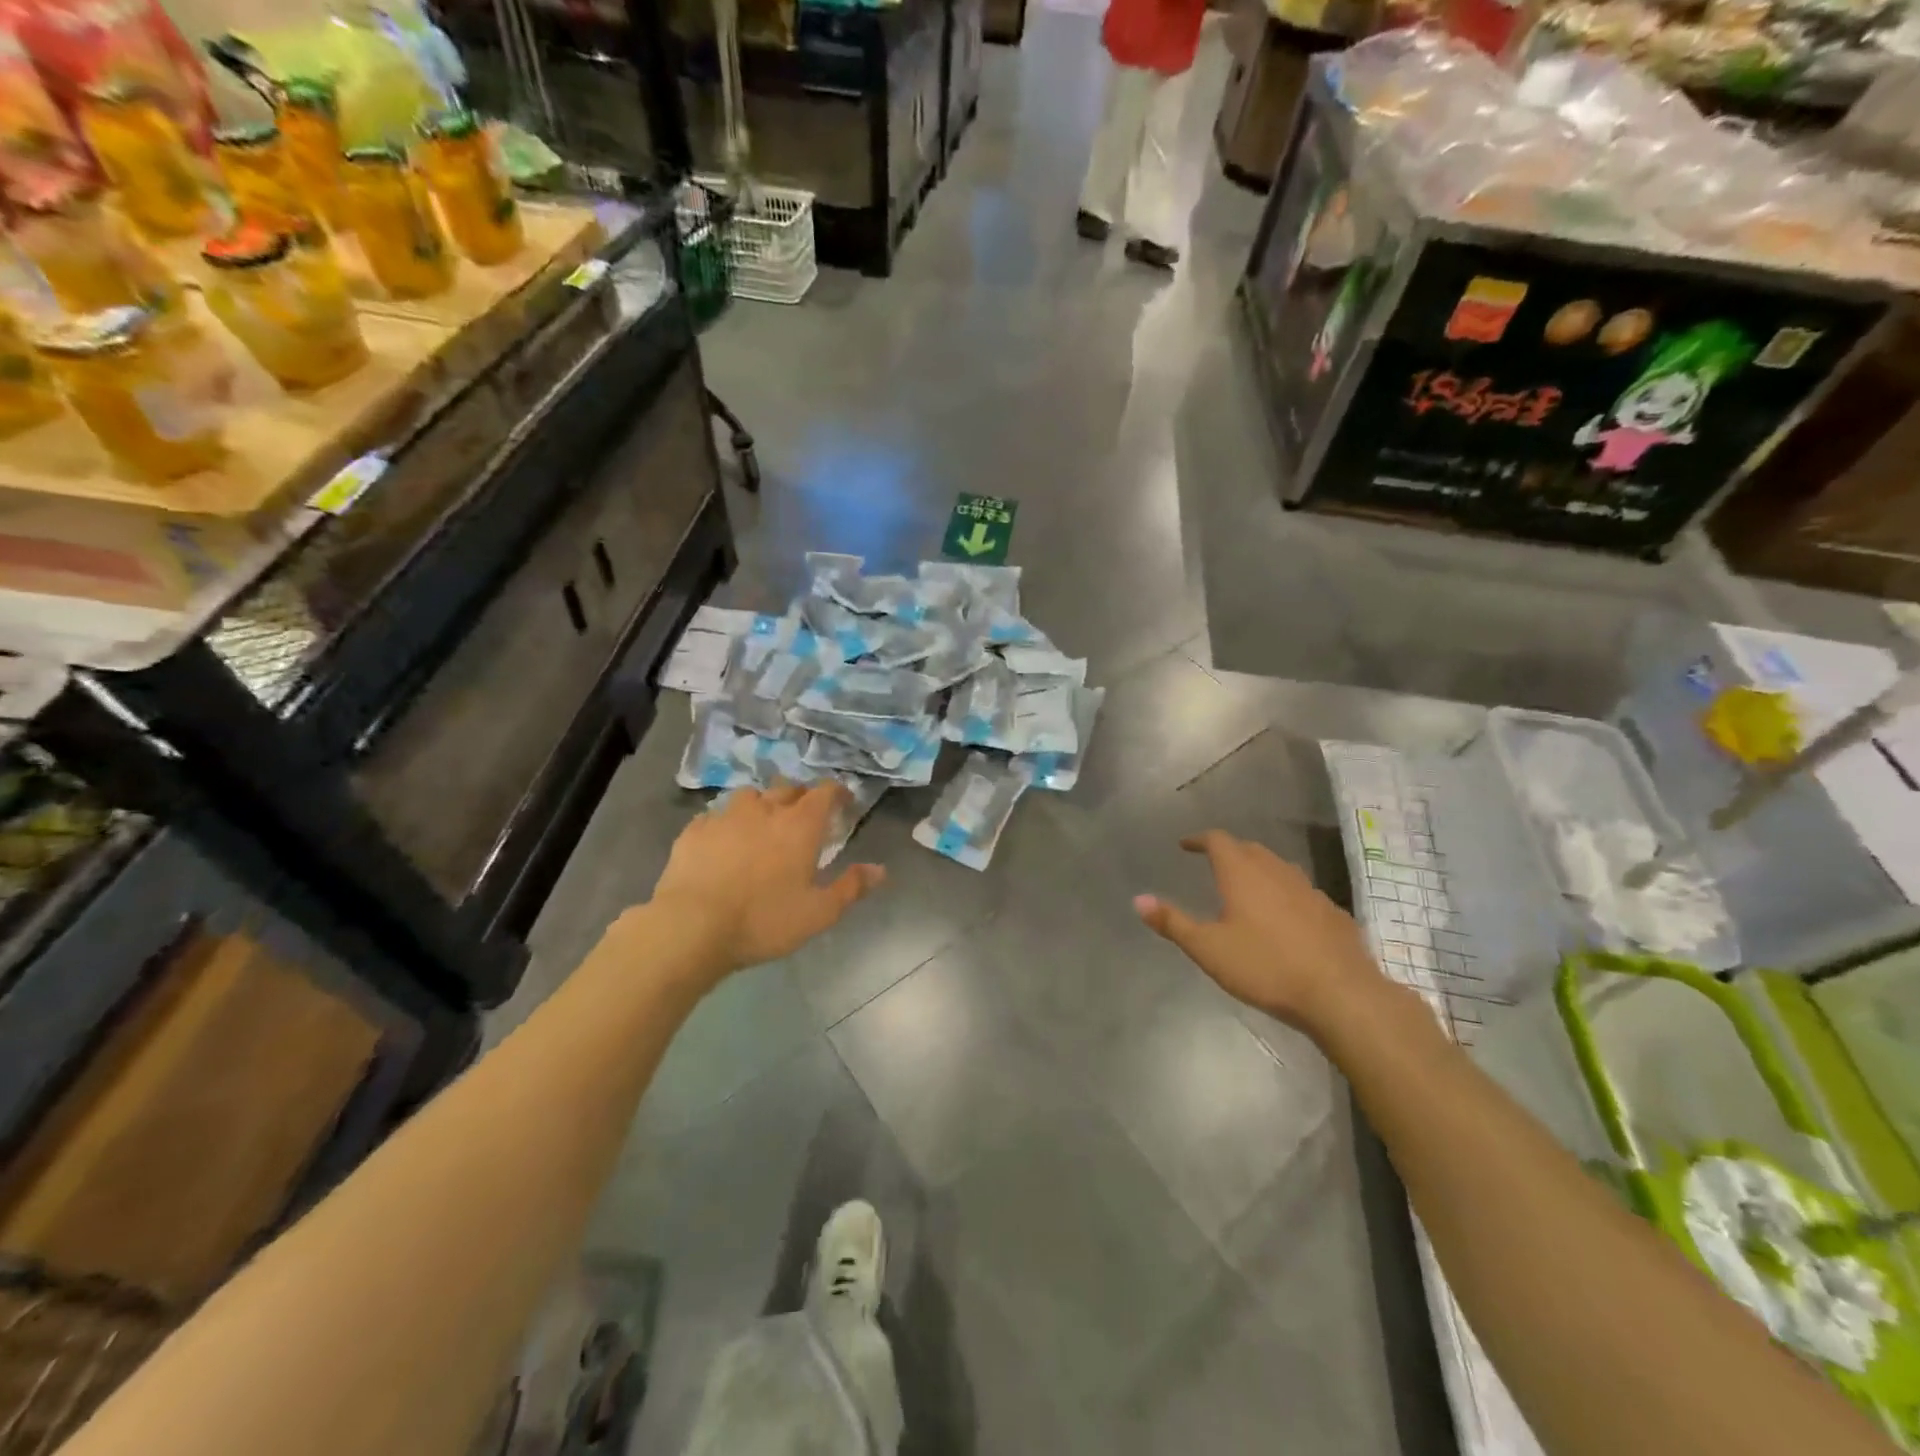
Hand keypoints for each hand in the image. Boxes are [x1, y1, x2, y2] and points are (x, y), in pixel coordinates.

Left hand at [650, 783, 885, 972]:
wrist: (691, 926)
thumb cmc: (764, 919)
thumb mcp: (819, 912)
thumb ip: (851, 887)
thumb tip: (880, 870)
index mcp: (799, 825)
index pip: (824, 791)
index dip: (836, 792)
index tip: (843, 801)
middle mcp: (765, 810)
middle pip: (787, 787)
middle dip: (800, 795)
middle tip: (803, 815)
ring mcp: (725, 816)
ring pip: (749, 796)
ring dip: (761, 804)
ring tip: (761, 824)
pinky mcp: (694, 831)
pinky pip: (715, 816)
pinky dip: (726, 823)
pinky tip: (723, 842)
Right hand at [1134, 831, 1385, 1036]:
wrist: (1340, 993)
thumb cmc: (1266, 966)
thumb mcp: (1208, 949)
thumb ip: (1172, 922)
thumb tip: (1138, 899)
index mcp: (1242, 873)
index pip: (1218, 840)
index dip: (1199, 839)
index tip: (1185, 845)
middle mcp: (1276, 871)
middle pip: (1249, 849)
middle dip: (1229, 852)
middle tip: (1213, 864)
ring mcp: (1308, 889)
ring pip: (1278, 867)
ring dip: (1258, 870)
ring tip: (1246, 888)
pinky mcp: (1331, 911)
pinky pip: (1300, 891)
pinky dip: (1284, 893)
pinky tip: (1284, 918)